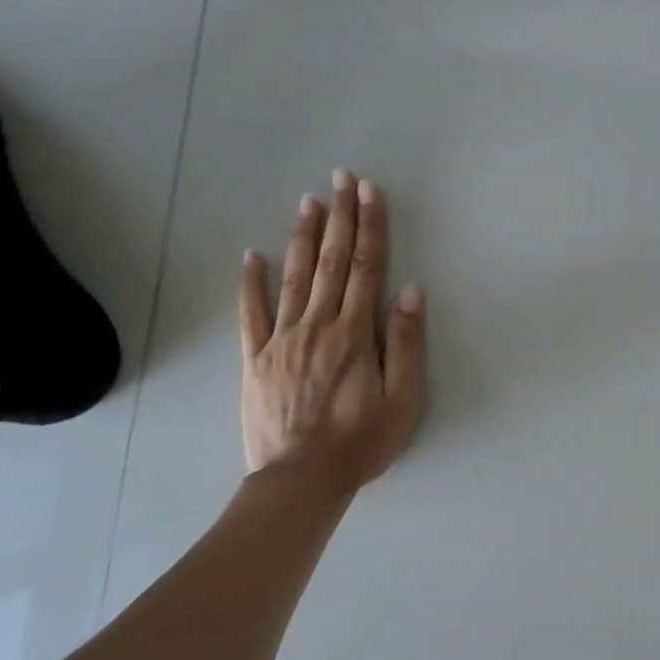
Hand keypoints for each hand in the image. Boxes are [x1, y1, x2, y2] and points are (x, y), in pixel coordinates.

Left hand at [238, 170, 426, 493]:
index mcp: (355, 333)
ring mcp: (282, 340)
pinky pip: (250, 314)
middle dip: (340, 217)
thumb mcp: (402, 399)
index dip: (370, 227)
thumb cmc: (361, 442)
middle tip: (340, 178)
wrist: (300, 481)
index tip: (370, 192)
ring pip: (294, 278)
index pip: (367, 268)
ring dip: (303, 237)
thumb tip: (409, 292)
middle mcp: (318, 325)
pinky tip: (249, 256)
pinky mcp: (255, 360)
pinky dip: (250, 283)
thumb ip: (405, 343)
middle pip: (332, 262)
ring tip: (308, 201)